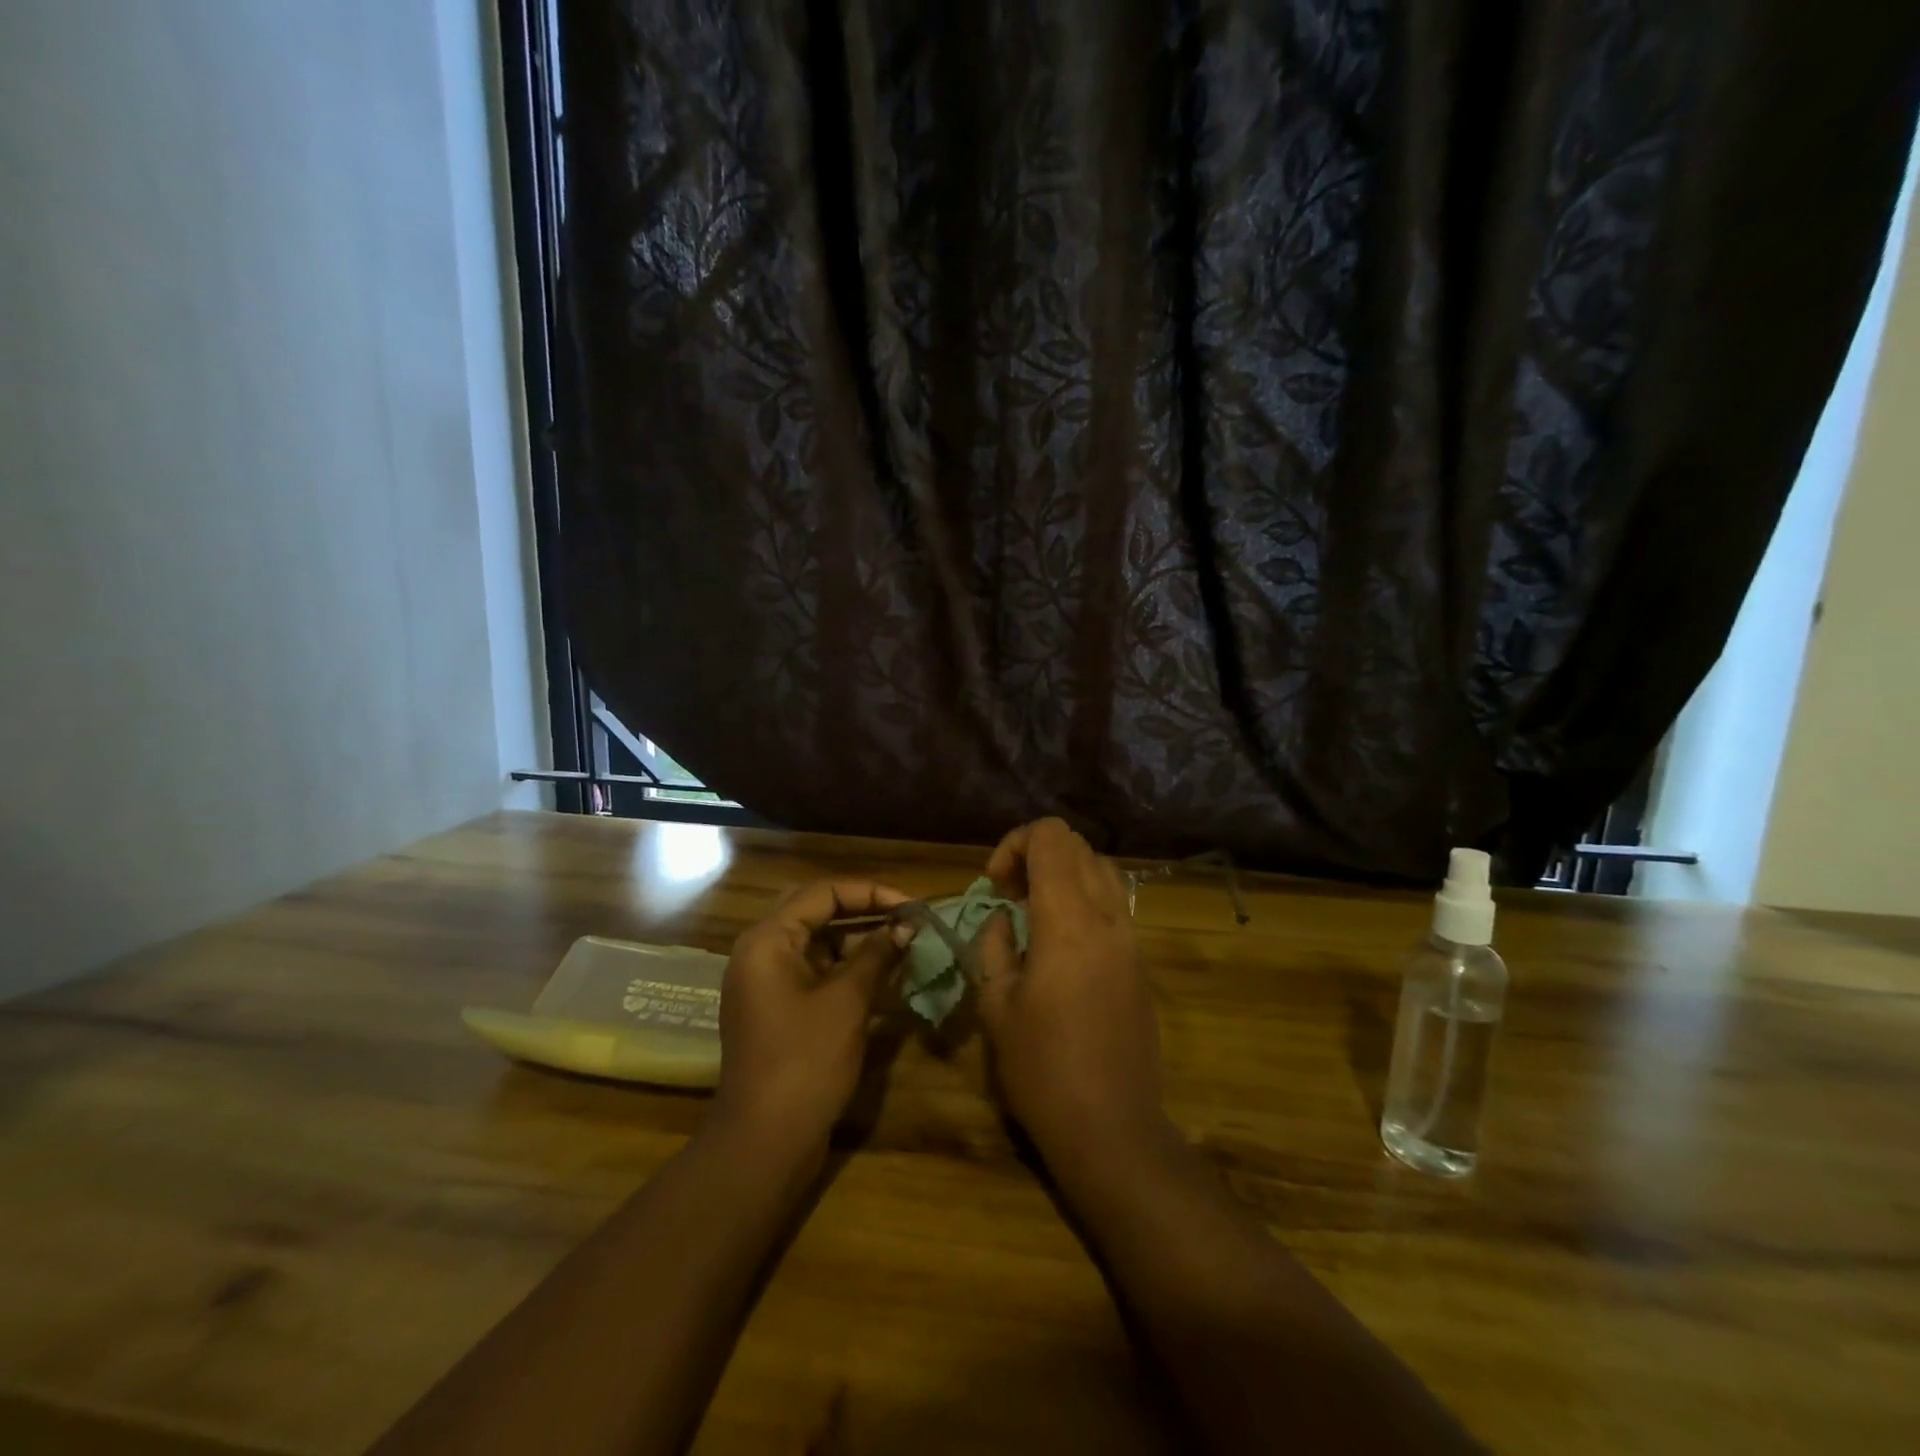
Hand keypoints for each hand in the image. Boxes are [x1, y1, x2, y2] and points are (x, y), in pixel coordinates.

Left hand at [713, 879, 913, 1153]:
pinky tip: (883, 975)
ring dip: (859, 940)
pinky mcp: (778, 1008)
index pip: (823, 892)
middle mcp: (761, 952)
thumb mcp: (847, 1001)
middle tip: (908, 920)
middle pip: (817, 912)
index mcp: (767, 940)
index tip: (913, 906)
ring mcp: (767, 982)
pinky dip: (847, 968)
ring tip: (904, 944)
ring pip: (818, 943)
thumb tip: (906, 925)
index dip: (871, 893)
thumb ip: (877, 954)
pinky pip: (815, 971)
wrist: (765, 1142)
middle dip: (866, 912)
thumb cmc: (805, 1062)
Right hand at [975, 819, 1167, 1159]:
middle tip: (1009, 895)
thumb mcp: (996, 1006)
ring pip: (1102, 869)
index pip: (1051, 837)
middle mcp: (1107, 918)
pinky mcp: (1141, 962)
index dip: (1015, 843)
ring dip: (1064, 873)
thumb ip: (994, 946)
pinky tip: (1061, 941)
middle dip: (1037, 854)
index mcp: (1068, 920)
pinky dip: (1085, 898)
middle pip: (1078, 845)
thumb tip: (1003, 919)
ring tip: (1034, 912)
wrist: (1112, 1129)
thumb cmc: (1042, 1069)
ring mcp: (1131, 939)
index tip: (995, 885)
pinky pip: (1115, 903)